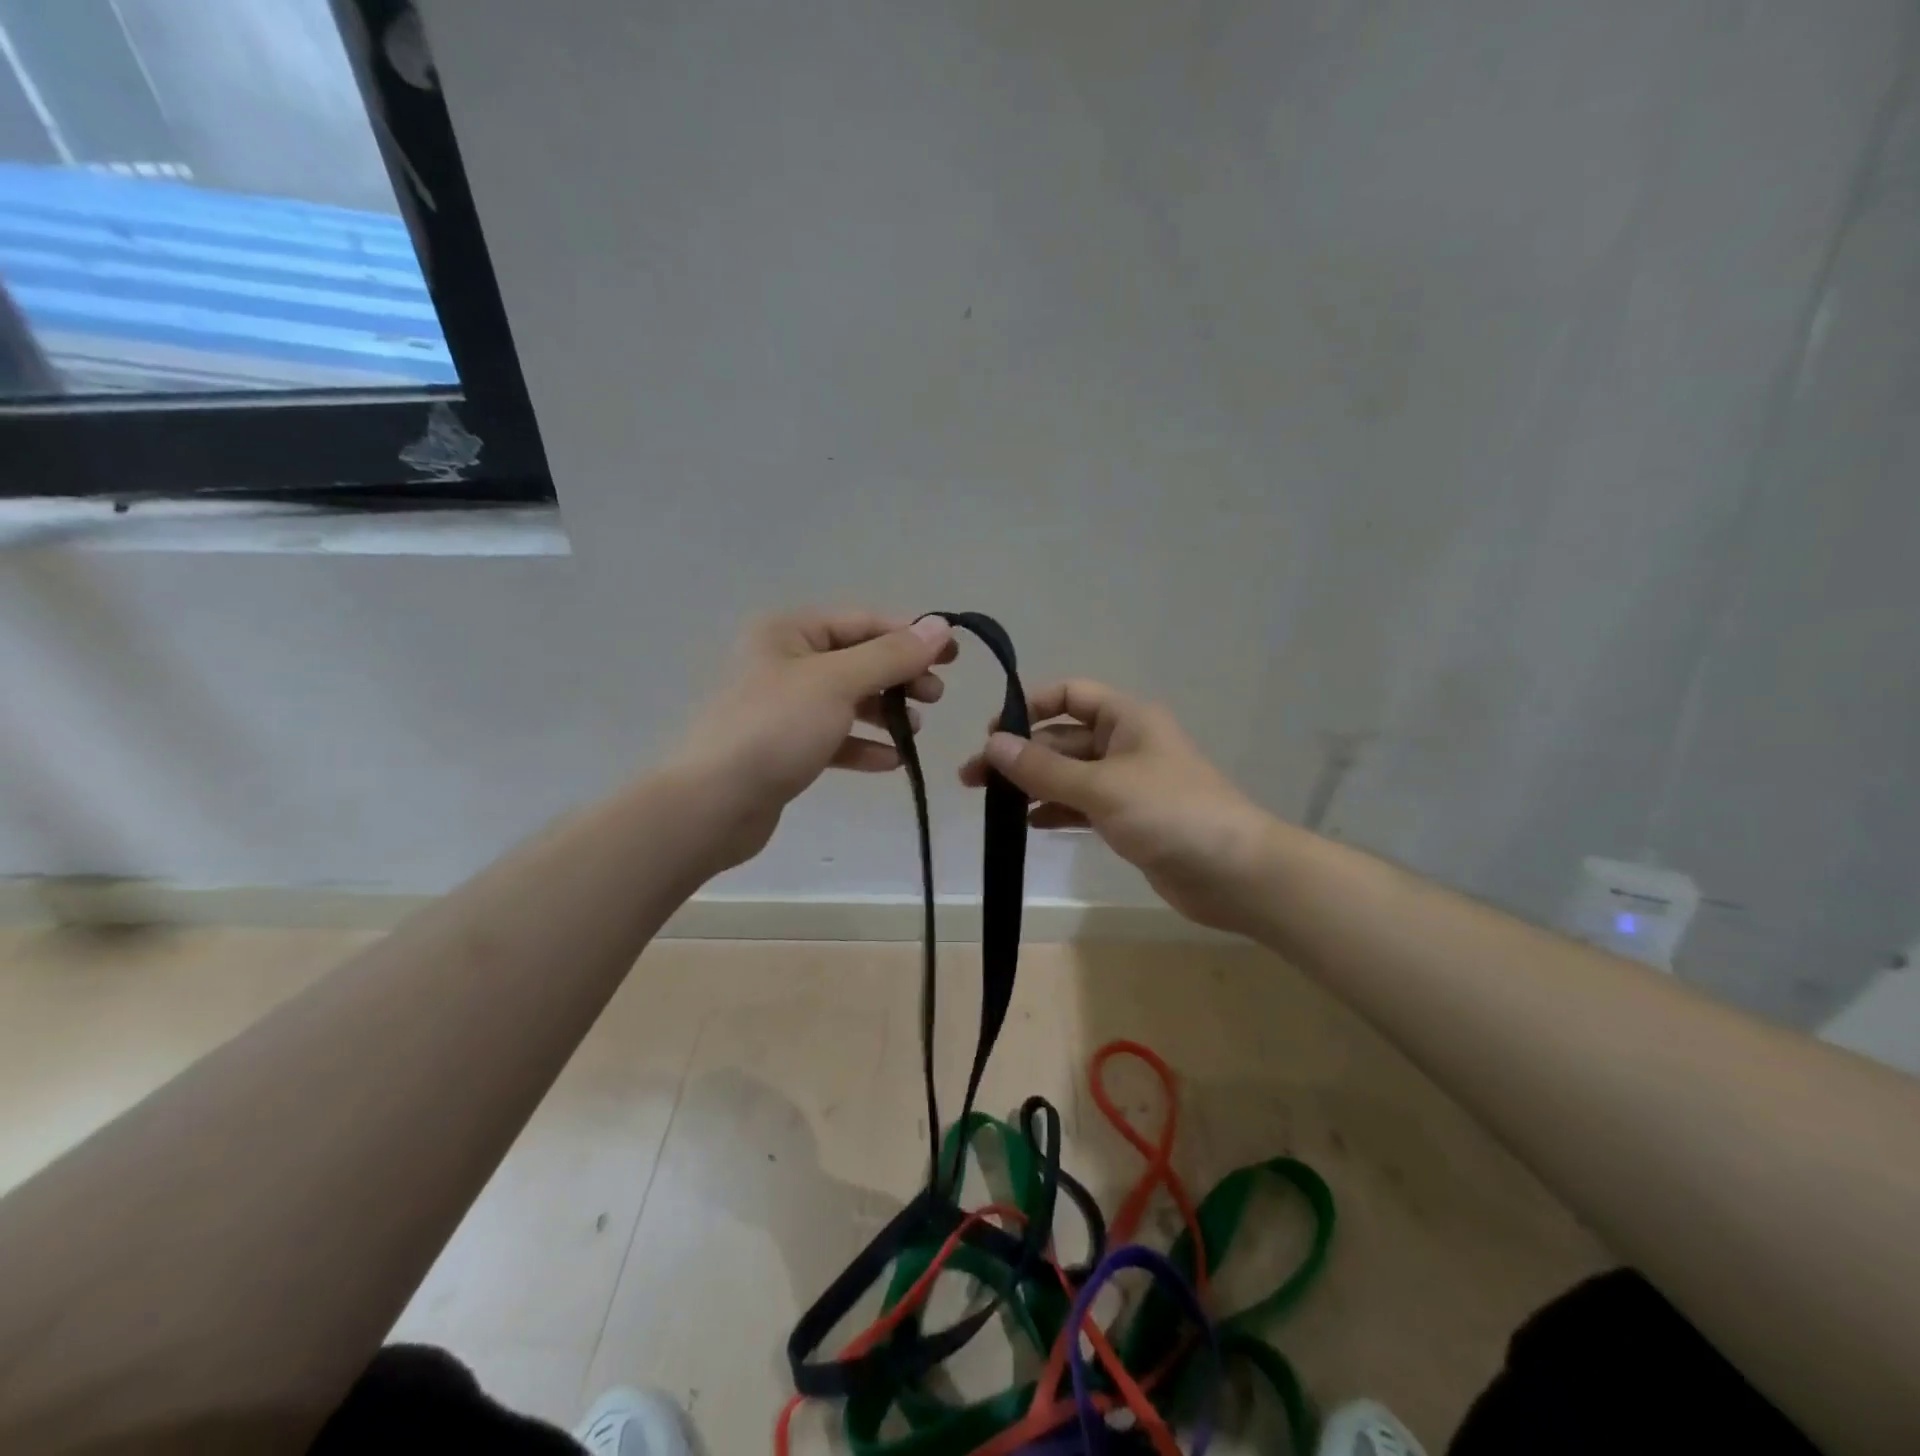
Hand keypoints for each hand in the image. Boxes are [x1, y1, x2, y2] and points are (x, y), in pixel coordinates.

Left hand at [675, 610, 956, 870]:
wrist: (713, 804)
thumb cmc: (775, 729)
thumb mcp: (839, 683)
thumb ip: (892, 655)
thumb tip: (940, 627)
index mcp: (789, 632)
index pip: (863, 623)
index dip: (910, 635)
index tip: (953, 656)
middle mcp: (784, 661)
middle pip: (857, 660)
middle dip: (899, 677)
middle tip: (935, 696)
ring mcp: (782, 707)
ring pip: (847, 700)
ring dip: (885, 712)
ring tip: (917, 730)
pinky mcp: (784, 747)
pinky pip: (833, 737)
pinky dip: (862, 745)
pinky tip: (891, 762)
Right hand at [960, 680, 1274, 933]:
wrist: (1235, 873)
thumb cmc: (1170, 813)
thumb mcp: (1101, 786)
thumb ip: (1043, 768)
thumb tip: (992, 744)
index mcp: (1127, 719)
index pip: (1071, 695)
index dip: (1031, 706)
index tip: (994, 732)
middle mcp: (1126, 744)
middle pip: (1063, 739)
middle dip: (1020, 755)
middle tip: (972, 778)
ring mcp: (1128, 783)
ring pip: (1069, 774)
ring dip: (1032, 784)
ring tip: (990, 803)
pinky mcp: (1129, 819)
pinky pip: (1082, 805)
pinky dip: (1055, 810)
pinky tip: (1027, 824)